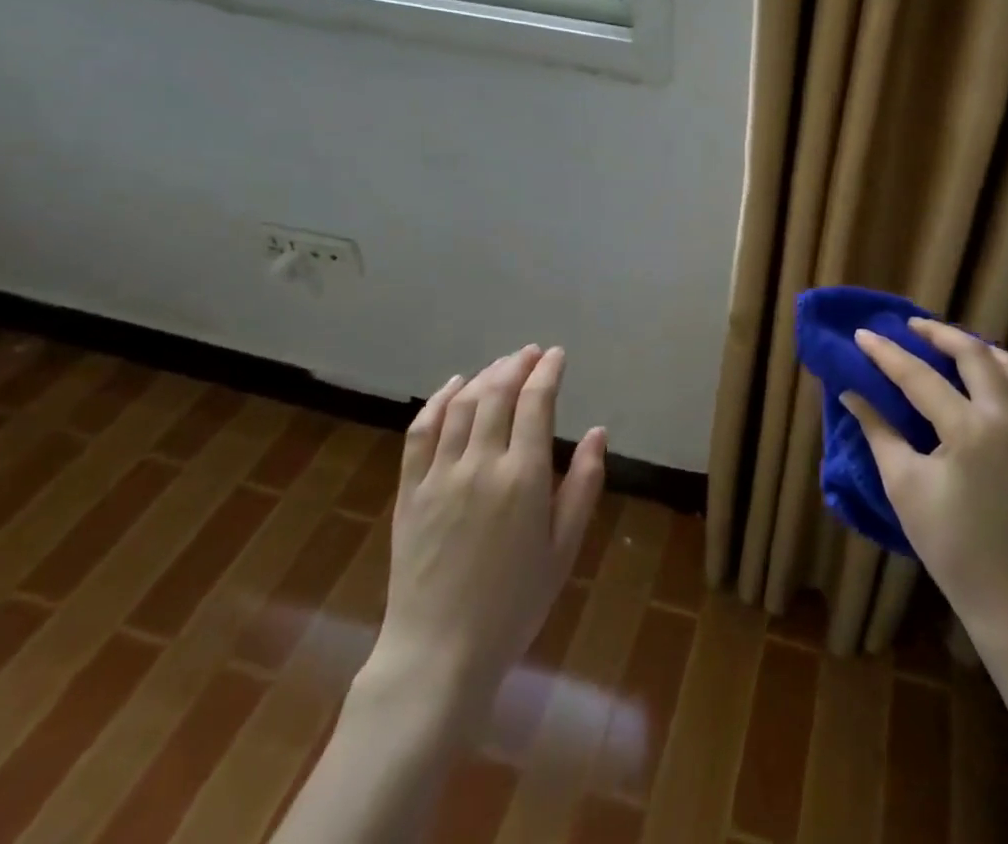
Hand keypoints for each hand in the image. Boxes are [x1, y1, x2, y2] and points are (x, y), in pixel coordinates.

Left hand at [360, 344, 607, 725]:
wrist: (438, 654)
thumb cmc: (513, 605)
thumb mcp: (563, 549)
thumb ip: (583, 486)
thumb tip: (598, 433)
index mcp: (523, 477)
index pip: (536, 402)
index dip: (548, 371)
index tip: (557, 355)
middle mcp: (480, 464)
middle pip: (498, 393)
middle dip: (517, 365)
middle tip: (532, 353)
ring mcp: (439, 475)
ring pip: (462, 405)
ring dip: (485, 376)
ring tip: (502, 365)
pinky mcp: (409, 491)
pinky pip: (421, 432)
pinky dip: (439, 400)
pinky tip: (453, 386)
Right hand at [843, 319, 1007, 644]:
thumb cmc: (950, 544)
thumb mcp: (903, 486)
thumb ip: (878, 431)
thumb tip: (852, 393)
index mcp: (969, 429)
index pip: (920, 376)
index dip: (886, 353)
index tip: (861, 334)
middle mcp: (1004, 417)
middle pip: (973, 353)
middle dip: (938, 333)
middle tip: (907, 325)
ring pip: (1006, 364)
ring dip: (972, 346)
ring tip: (942, 344)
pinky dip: (993, 368)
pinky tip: (971, 377)